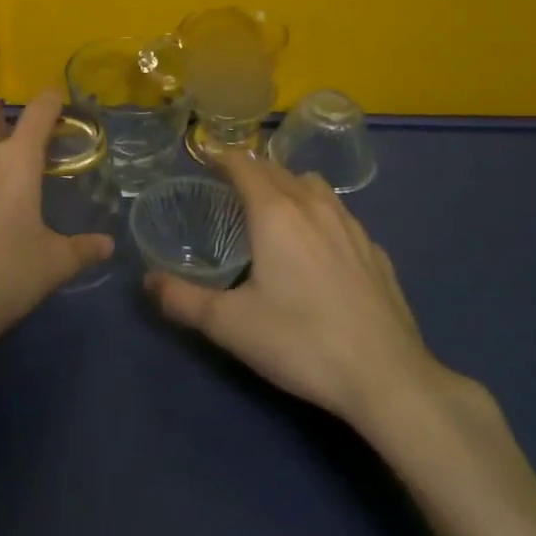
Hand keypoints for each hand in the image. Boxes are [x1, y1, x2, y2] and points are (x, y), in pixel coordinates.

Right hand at [147, 153, 472, 439]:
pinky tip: (320, 246)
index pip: (244, 165)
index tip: (205, 159)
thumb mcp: (229, 325)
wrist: (387, 378)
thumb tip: (148, 281)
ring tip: (275, 208)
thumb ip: (182, 300)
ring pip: (314, 186)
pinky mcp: (376, 251)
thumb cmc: (300, 342)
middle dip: (252, 170)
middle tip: (230, 186)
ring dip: (289, 185)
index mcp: (275, 212)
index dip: (222, 157)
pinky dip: (321, 214)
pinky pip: (341, 215)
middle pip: (278, 170)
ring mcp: (351, 226)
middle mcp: (314, 206)